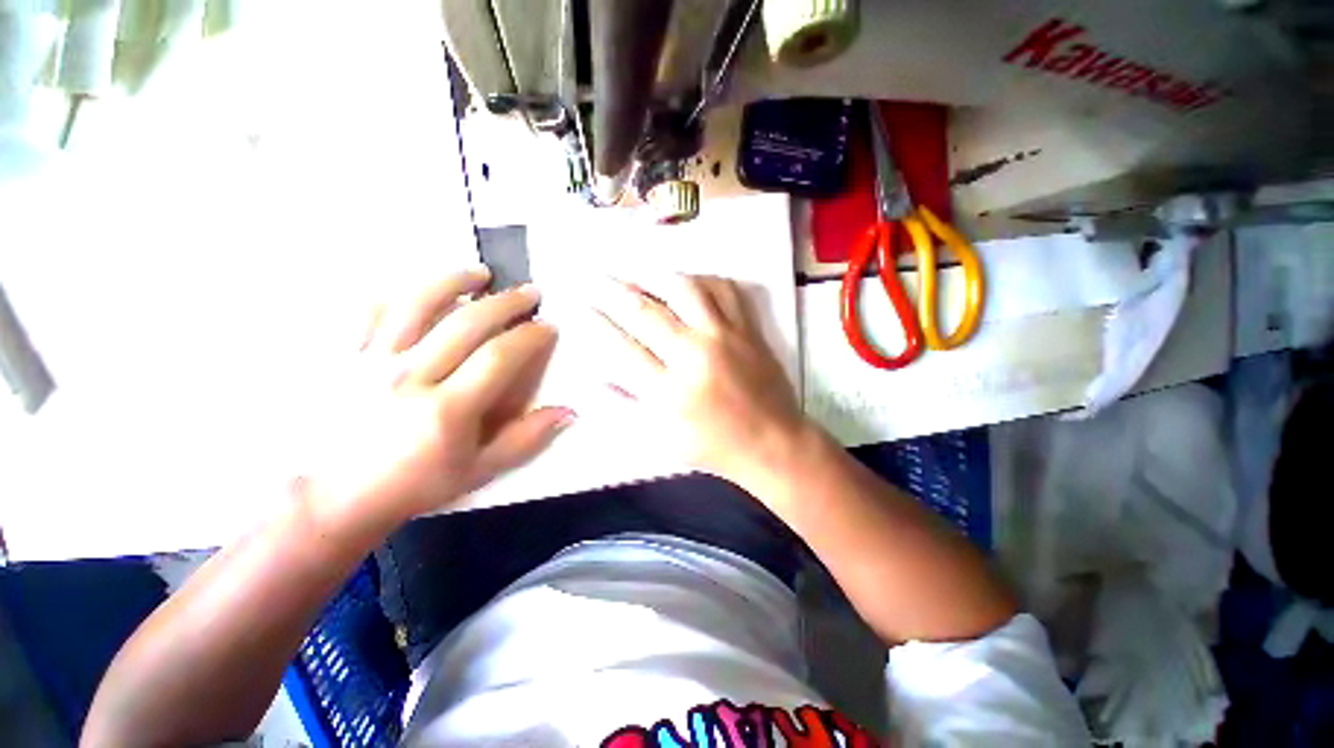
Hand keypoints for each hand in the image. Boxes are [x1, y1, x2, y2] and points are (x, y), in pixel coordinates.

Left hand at [300, 268, 571, 529]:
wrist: (331, 499)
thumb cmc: (413, 486)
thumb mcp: (479, 471)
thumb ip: (526, 439)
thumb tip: (568, 411)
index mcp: (446, 410)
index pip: (499, 357)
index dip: (529, 336)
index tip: (547, 325)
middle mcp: (408, 377)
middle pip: (466, 323)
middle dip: (506, 303)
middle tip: (529, 292)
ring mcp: (369, 362)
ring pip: (416, 304)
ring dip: (454, 281)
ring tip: (480, 273)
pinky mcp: (341, 357)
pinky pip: (367, 311)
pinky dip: (396, 294)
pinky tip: (417, 290)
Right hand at [591, 274, 806, 483]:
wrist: (772, 442)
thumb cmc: (714, 447)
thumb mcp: (663, 438)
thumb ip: (627, 405)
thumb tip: (594, 378)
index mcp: (670, 391)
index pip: (622, 348)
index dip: (598, 323)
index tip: (582, 306)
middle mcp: (694, 356)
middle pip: (646, 313)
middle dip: (614, 291)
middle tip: (597, 277)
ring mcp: (725, 337)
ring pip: (685, 290)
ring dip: (655, 276)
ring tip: (638, 272)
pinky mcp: (749, 329)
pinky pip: (726, 290)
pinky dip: (704, 279)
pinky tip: (688, 281)